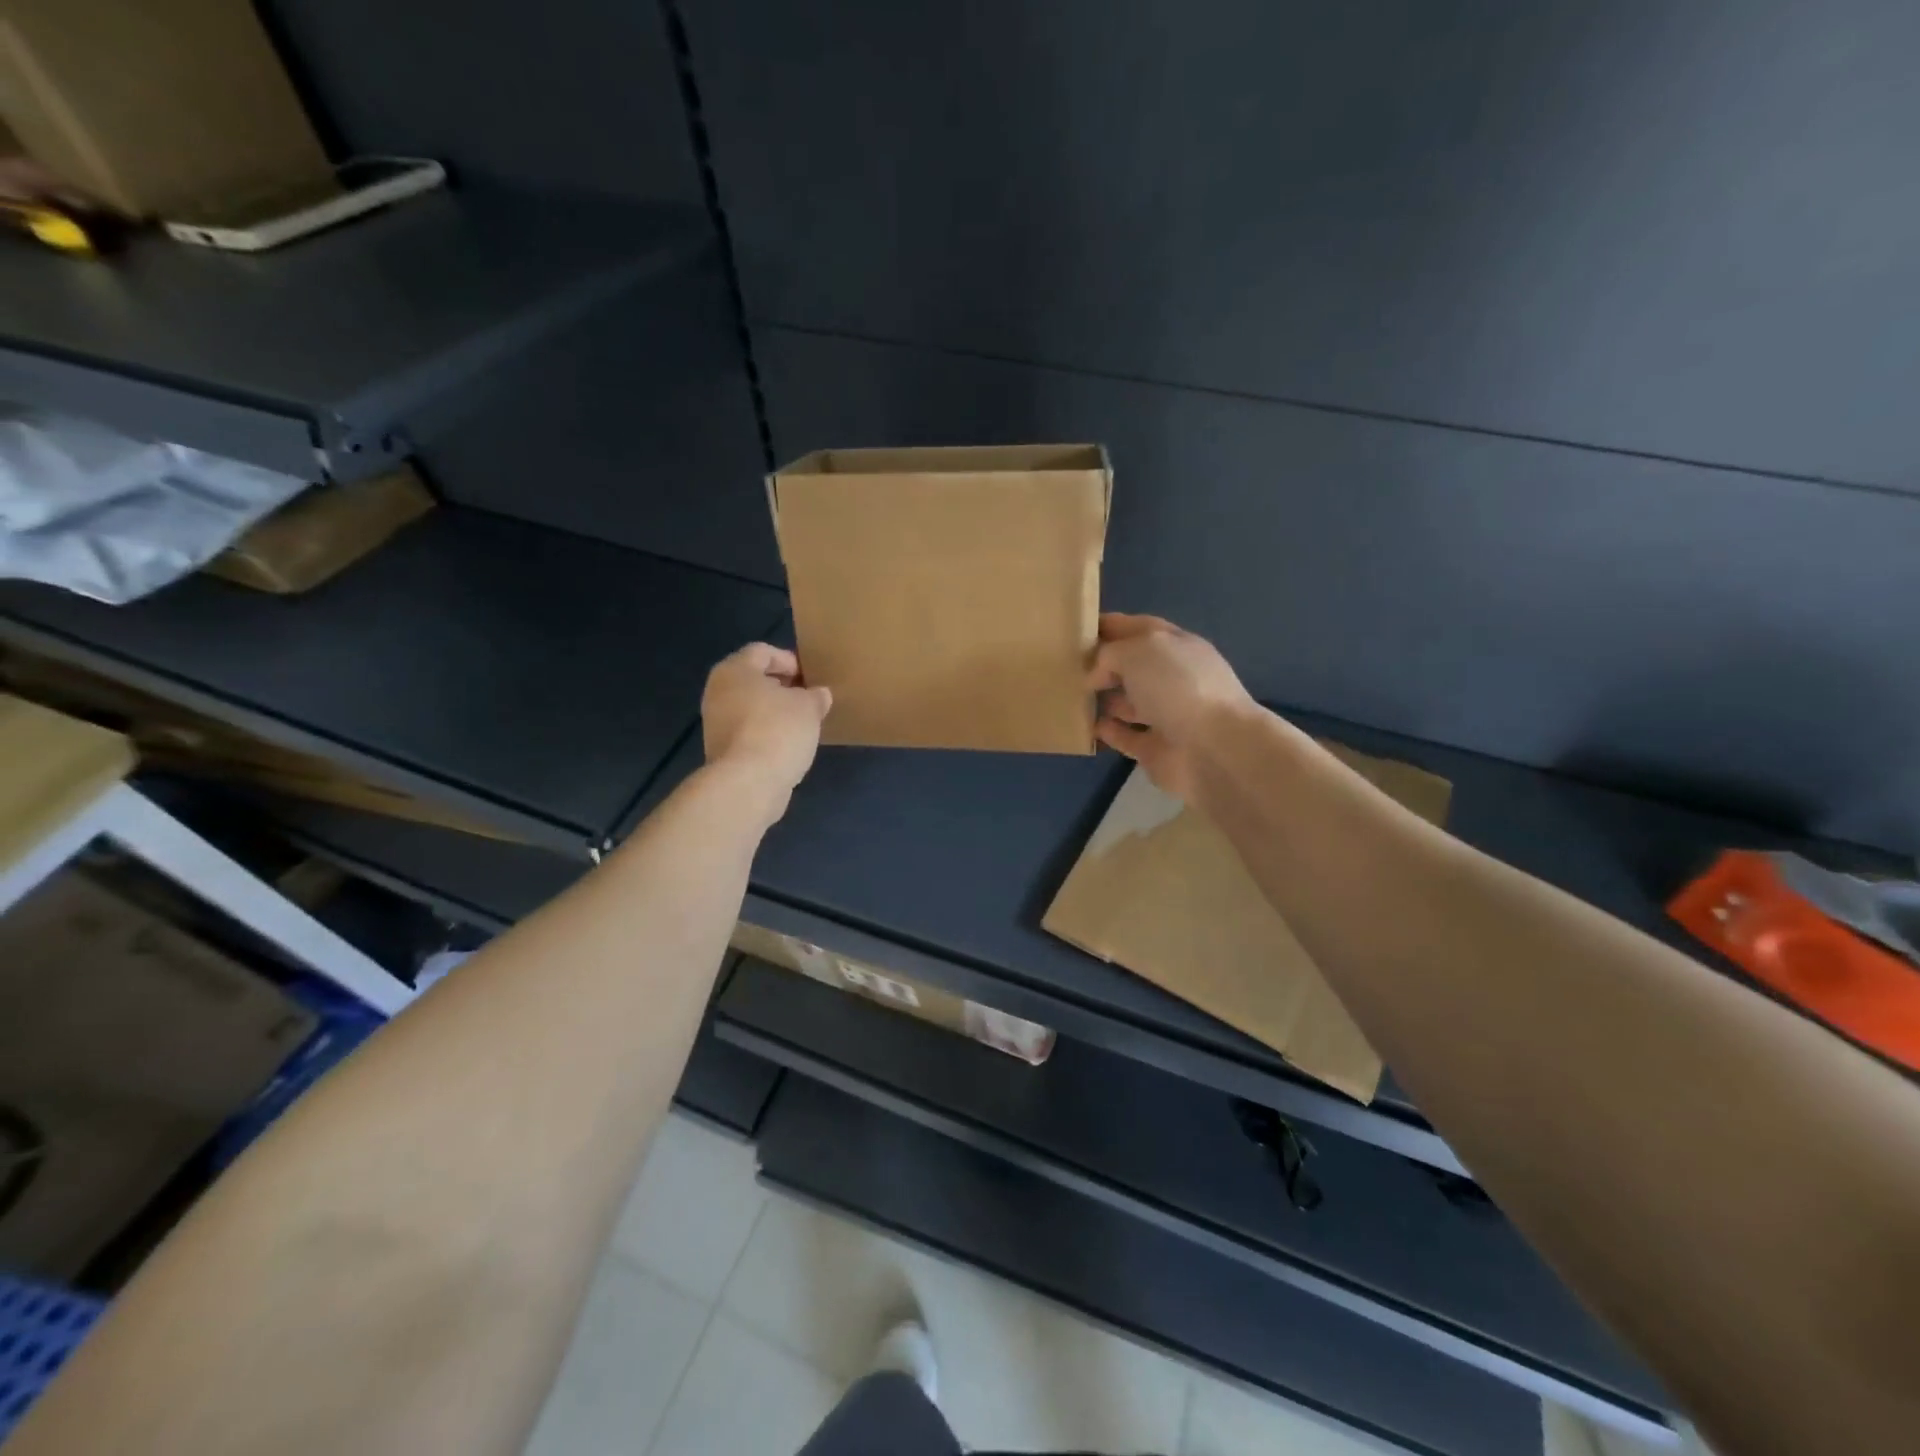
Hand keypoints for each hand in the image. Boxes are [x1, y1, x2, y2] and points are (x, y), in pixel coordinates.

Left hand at [701, 644, 831, 817]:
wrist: (747, 783)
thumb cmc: (778, 730)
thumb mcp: (809, 707)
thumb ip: (816, 696)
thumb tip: (819, 695)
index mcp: (735, 670)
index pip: (763, 652)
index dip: (790, 660)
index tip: (811, 677)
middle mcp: (718, 691)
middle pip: (754, 680)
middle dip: (783, 687)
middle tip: (809, 698)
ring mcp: (716, 722)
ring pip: (751, 707)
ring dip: (775, 712)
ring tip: (803, 723)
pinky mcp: (722, 750)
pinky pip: (749, 731)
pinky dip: (767, 733)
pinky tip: (788, 745)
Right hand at [1088, 613, 1255, 800]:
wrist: (1214, 748)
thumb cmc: (1178, 687)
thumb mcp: (1139, 651)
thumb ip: (1109, 654)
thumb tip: (1096, 674)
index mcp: (1175, 645)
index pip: (1138, 627)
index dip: (1109, 626)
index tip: (1076, 628)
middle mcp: (1172, 677)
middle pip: (1133, 665)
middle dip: (1103, 663)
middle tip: (1067, 665)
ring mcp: (1166, 714)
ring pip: (1129, 701)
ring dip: (1105, 698)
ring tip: (1073, 696)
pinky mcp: (1156, 749)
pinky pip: (1126, 737)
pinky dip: (1109, 732)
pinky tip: (1088, 727)